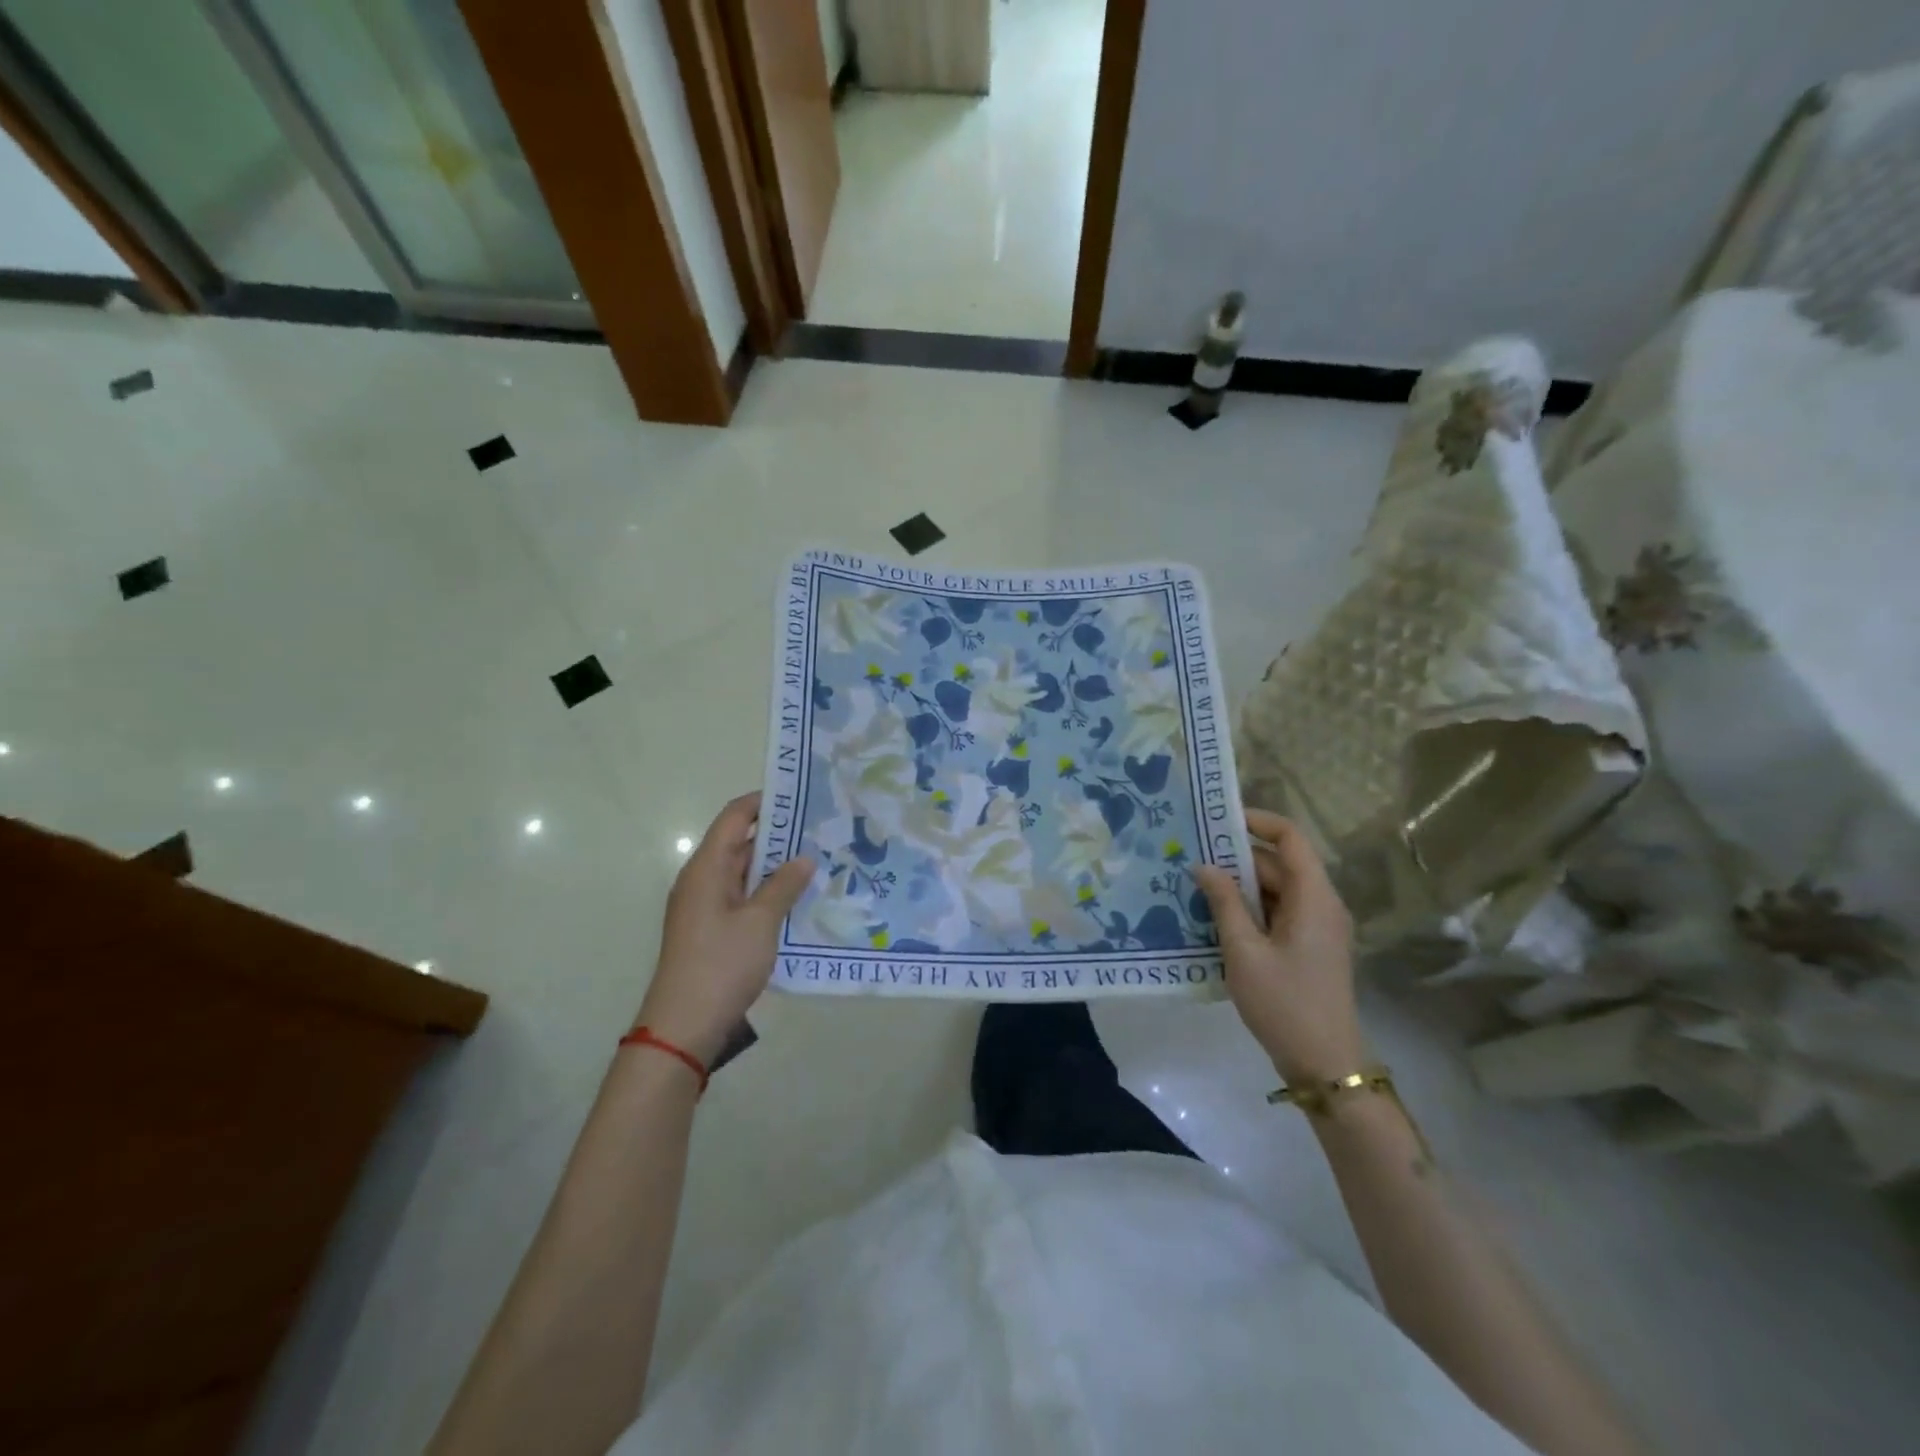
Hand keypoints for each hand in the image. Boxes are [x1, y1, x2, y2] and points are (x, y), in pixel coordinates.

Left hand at [634, 793, 813, 1067]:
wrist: (683, 1026)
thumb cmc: (721, 964)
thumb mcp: (760, 922)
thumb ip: (784, 886)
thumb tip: (804, 858)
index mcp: (707, 868)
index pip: (734, 818)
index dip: (763, 802)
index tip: (799, 796)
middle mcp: (701, 880)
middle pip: (739, 844)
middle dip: (778, 835)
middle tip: (820, 830)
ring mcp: (704, 907)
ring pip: (743, 873)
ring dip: (775, 867)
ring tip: (818, 860)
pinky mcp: (711, 930)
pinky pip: (742, 898)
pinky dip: (767, 892)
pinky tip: (798, 899)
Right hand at [1193, 807, 1362, 1086]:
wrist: (1325, 1064)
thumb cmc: (1285, 1003)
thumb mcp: (1244, 950)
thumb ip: (1224, 903)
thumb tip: (1203, 865)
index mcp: (1314, 898)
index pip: (1291, 838)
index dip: (1258, 822)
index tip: (1218, 820)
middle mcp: (1321, 905)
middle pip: (1279, 865)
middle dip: (1236, 858)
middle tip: (1192, 856)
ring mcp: (1316, 927)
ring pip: (1276, 890)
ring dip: (1239, 887)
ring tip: (1195, 886)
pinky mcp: (1308, 947)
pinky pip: (1277, 913)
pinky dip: (1249, 910)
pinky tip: (1214, 918)